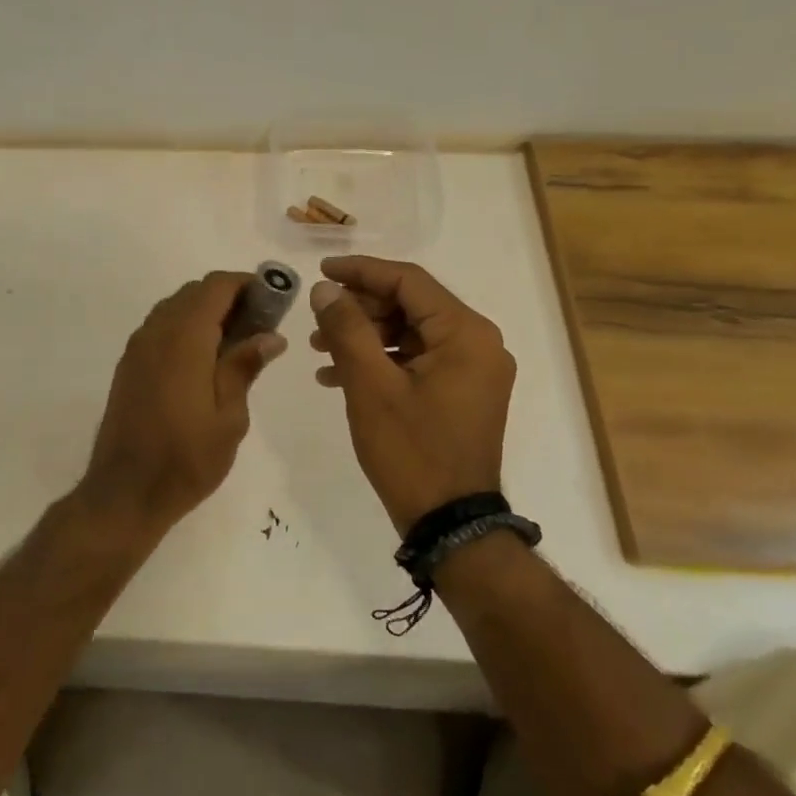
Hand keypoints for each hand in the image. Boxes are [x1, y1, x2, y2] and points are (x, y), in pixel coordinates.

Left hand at [80, 271, 286, 529]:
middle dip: (228, 297)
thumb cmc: (186, 458)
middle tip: (259, 324)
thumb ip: (244, 367)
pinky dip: (185, 328)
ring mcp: (137, 348)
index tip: (273, 299)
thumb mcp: (229, 417)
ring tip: (235, 342)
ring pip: (174, 308)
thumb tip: (270, 336)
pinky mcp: (128, 366)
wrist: (125, 491)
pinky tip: (204, 359)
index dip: (246, 283)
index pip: (215, 287)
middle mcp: (155, 333)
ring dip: (204, 312)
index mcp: (184, 339)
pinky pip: (159, 328)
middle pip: (193, 293)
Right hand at [308, 256, 514, 534]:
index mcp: (465, 333)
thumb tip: (325, 290)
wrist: (450, 523)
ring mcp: (472, 370)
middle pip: (410, 304)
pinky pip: (417, 360)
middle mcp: (478, 343)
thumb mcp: (370, 385)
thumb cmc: (411, 451)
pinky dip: (380, 361)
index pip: (408, 281)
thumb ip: (347, 328)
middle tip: (317, 319)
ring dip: (364, 336)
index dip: (360, 271)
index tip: (320, 272)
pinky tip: (338, 375)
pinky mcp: (461, 393)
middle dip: (359, 309)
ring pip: (410, 333)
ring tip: (319, 349)